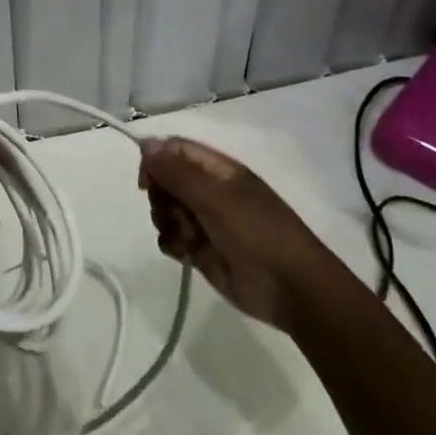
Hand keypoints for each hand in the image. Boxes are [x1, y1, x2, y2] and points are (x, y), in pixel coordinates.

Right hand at [138, 137, 335, 331]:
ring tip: (186, 237)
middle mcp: (208, 190)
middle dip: (161, 196)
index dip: (155, 160)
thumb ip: (177, 172)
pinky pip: (170, 237)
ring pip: (164, 208)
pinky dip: (171, 243)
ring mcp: (204, 220)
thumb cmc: (257, 233)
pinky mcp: (199, 248)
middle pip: (165, 179)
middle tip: (175, 212)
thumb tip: (145, 145)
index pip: (174, 150)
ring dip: (166, 221)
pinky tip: (184, 253)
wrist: (290, 290)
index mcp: (218, 170)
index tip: (146, 181)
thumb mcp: (215, 197)